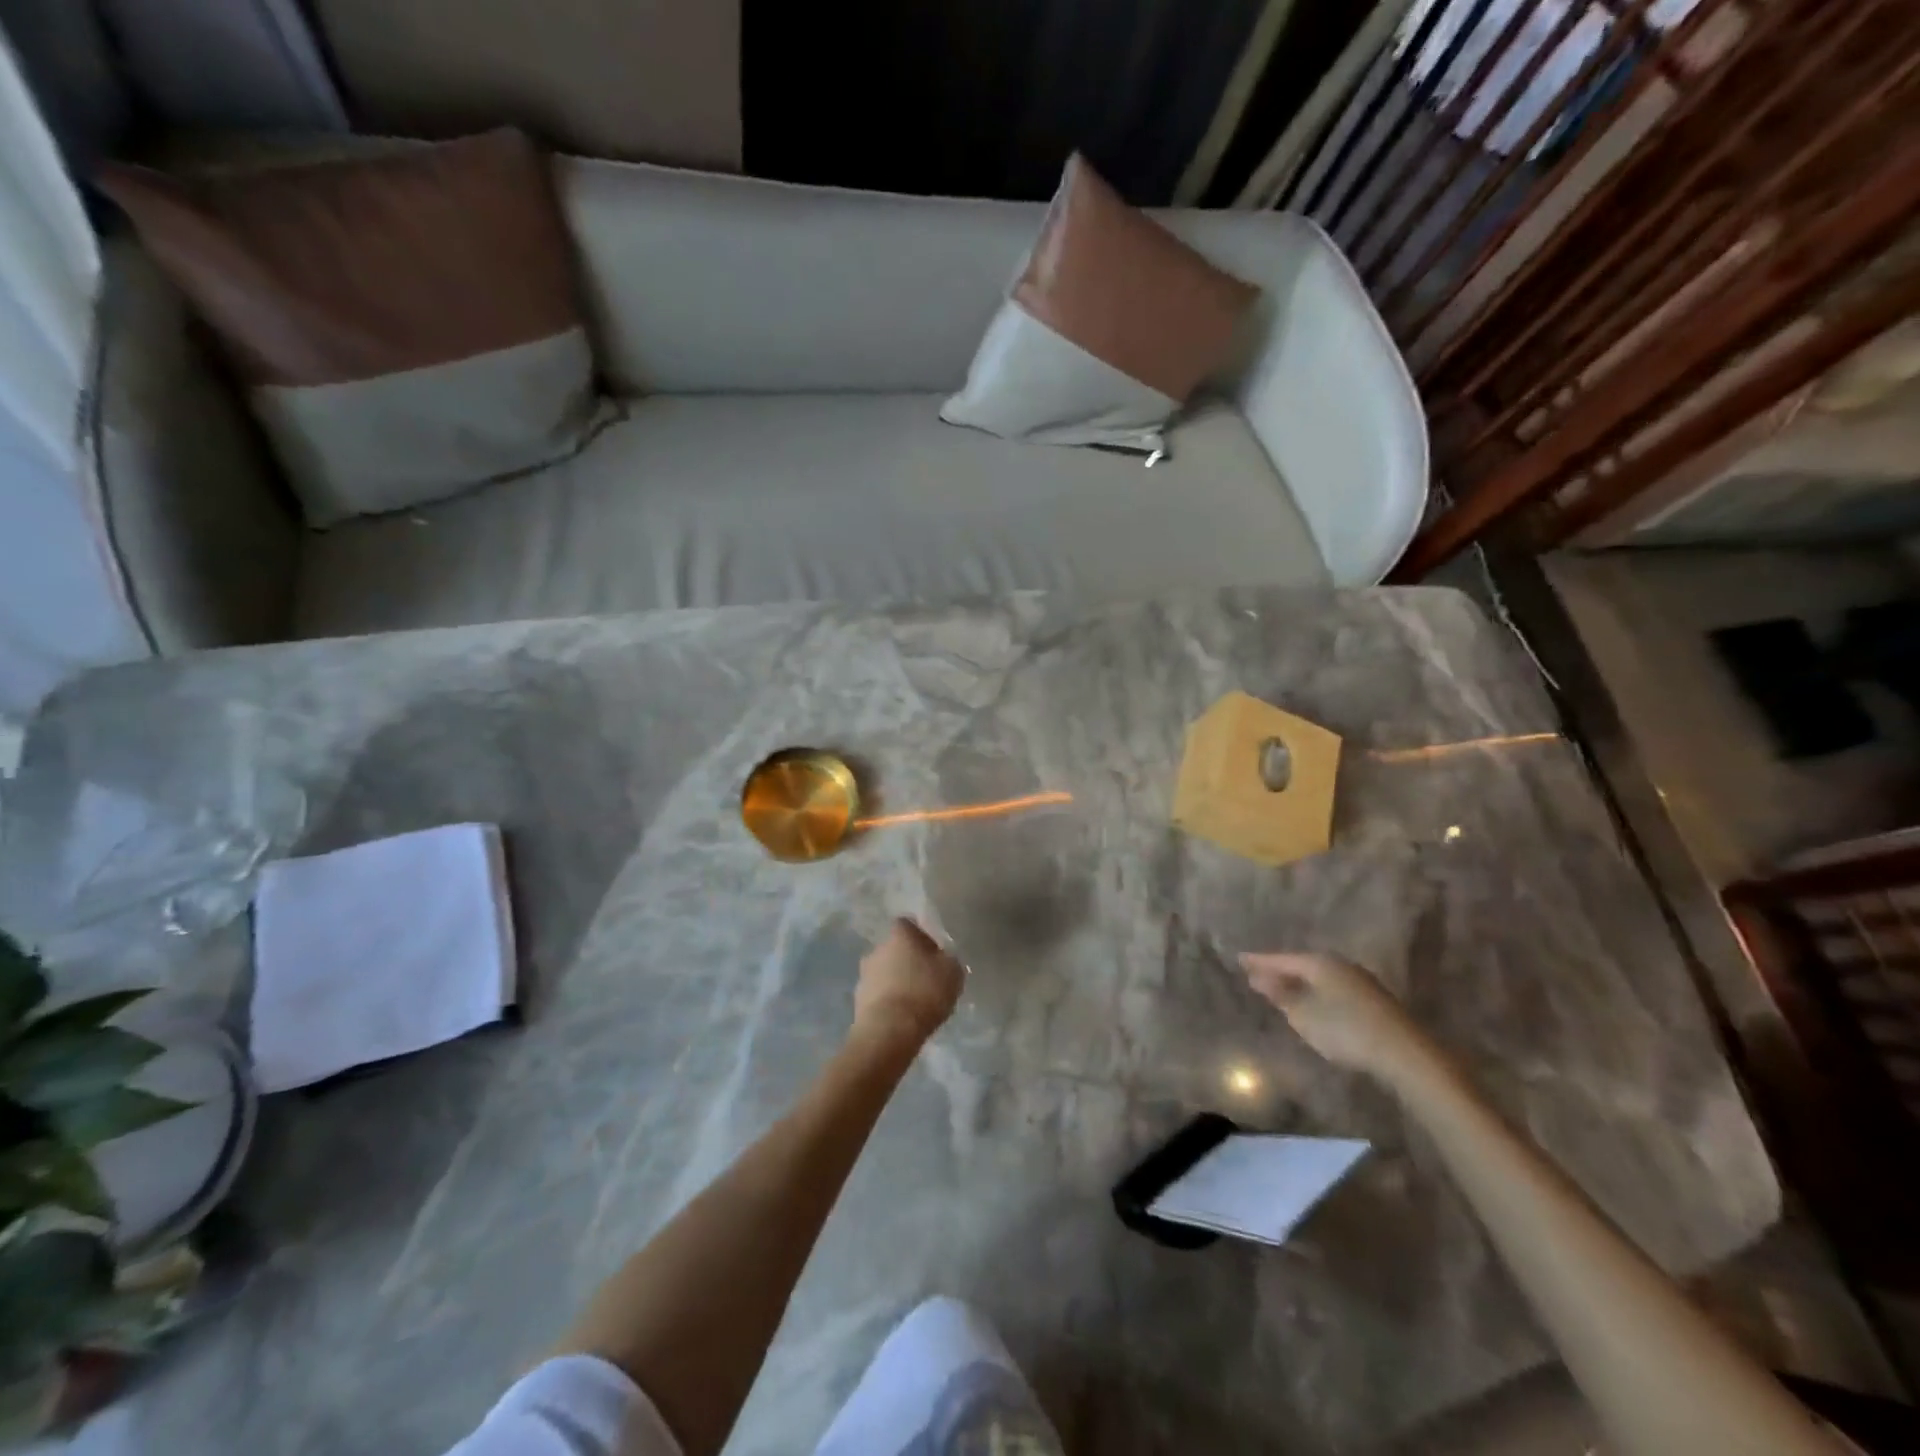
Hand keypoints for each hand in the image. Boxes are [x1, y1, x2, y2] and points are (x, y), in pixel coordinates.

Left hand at [853, 918, 964, 1050]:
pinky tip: (902, 1016)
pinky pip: (878, 994)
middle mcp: (877, 948)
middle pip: (895, 948)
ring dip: (897, 981)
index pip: (908, 924)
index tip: (934, 952)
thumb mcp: (953, 972)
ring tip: (915, 1001)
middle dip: (908, 960)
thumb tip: (942, 957)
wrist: (889, 1031)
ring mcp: (864, 974)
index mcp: (899, 934)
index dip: (922, 936)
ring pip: (885, 971)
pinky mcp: (858, 999)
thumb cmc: (925, 992)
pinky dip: (888, 1001)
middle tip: (926, 977)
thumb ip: (948, 958)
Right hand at [1239, 951, 1429, 1081]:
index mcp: (1319, 963)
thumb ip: (1280, 995)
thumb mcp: (1303, 1015)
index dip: (1259, 961)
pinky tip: (1316, 1003)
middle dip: (1280, 970)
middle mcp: (1339, 964)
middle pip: (1302, 964)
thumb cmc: (1345, 1030)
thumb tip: (1258, 977)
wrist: (1405, 1053)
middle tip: (1259, 975)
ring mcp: (1360, 981)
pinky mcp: (1374, 1000)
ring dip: (1301, 983)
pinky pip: (1334, 988)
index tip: (1239, 959)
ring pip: (1320, 977)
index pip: (1281, 959)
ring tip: (1284, 989)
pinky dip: (1318, 992)